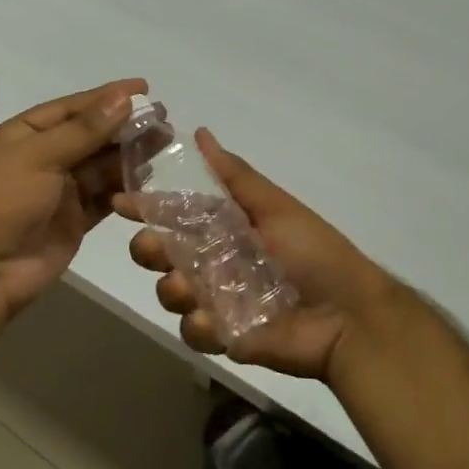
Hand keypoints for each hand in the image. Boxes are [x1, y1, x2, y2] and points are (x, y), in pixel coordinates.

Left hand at [0, 79, 147, 320]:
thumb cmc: (1, 200)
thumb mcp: (39, 156)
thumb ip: (84, 130)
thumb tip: (124, 98)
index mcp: (24, 134)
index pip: (72, 108)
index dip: (107, 97)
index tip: (144, 88)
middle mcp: (43, 158)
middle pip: (90, 136)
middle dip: (124, 127)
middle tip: (163, 120)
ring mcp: (59, 191)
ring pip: (101, 167)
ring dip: (129, 156)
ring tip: (163, 145)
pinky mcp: (74, 221)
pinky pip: (104, 198)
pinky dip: (124, 189)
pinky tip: (148, 179)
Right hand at [116, 129, 412, 382]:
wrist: (348, 316)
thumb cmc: (314, 253)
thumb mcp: (274, 206)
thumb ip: (234, 176)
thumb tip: (200, 132)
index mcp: (224, 229)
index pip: (176, 214)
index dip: (147, 208)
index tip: (120, 202)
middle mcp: (213, 261)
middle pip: (162, 254)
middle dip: (148, 249)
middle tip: (154, 249)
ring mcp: (216, 300)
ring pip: (170, 292)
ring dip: (171, 288)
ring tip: (188, 288)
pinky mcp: (224, 336)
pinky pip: (193, 331)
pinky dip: (199, 326)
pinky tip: (215, 323)